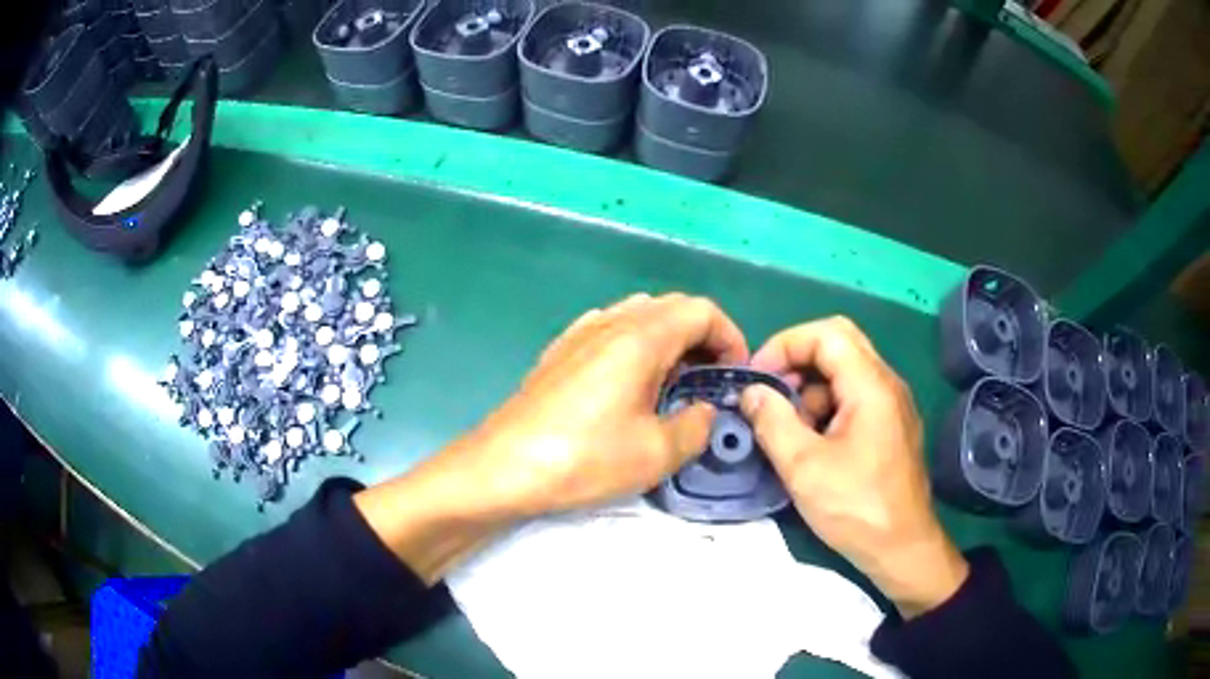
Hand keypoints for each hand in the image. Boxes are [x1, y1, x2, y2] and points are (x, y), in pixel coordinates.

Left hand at [356, 293, 747, 582]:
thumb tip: (704, 412)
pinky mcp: (558, 353)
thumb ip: (696, 425)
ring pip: (639, 317)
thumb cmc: (582, 459)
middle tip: (709, 381)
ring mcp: (579, 334)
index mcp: (640, 337)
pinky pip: (609, 331)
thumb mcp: (656, 453)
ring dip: (668, 341)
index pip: (701, 311)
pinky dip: (634, 345)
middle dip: (703, 338)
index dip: (730, 337)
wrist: (501, 468)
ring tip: (672, 384)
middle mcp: (610, 322)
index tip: (735, 375)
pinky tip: (628, 383)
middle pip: (672, 308)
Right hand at [740, 317, 967, 617]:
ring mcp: (892, 404)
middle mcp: (887, 383)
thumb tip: (752, 392)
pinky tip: (811, 443)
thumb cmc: (855, 508)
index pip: (826, 333)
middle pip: (839, 343)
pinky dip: (826, 406)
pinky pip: (855, 396)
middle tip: (770, 392)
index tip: (757, 377)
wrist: (902, 548)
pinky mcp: (891, 426)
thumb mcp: (804, 467)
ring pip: (846, 371)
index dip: (785, 345)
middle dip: (797, 360)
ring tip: (788, 429)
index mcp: (871, 385)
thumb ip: (773, 421)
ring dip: (811, 387)